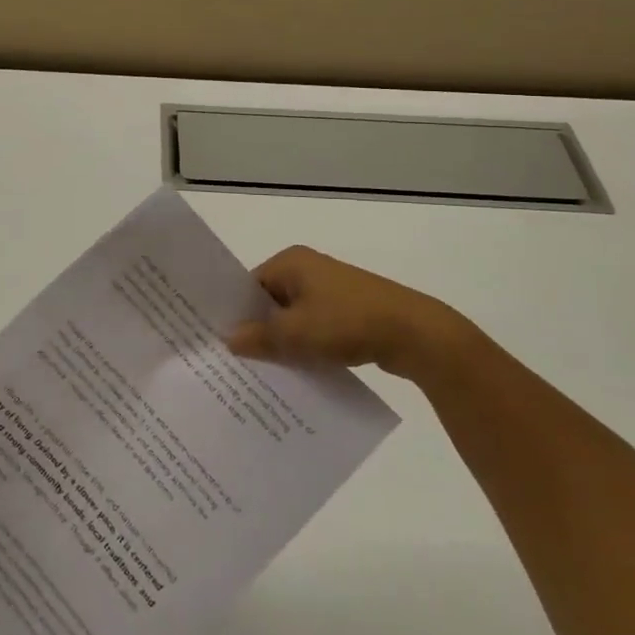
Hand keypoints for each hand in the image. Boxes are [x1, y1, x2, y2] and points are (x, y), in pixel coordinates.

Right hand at [227, 245, 479, 382]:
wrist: (415, 333)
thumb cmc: (346, 322)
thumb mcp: (294, 334)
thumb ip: (258, 337)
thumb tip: (228, 339)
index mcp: (291, 262)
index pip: (248, 285)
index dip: (235, 312)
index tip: (219, 341)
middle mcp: (309, 269)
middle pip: (270, 301)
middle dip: (258, 330)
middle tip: (237, 361)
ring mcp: (332, 289)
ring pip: (294, 317)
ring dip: (283, 341)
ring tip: (264, 372)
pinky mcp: (350, 310)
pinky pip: (315, 327)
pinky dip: (306, 345)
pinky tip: (299, 372)